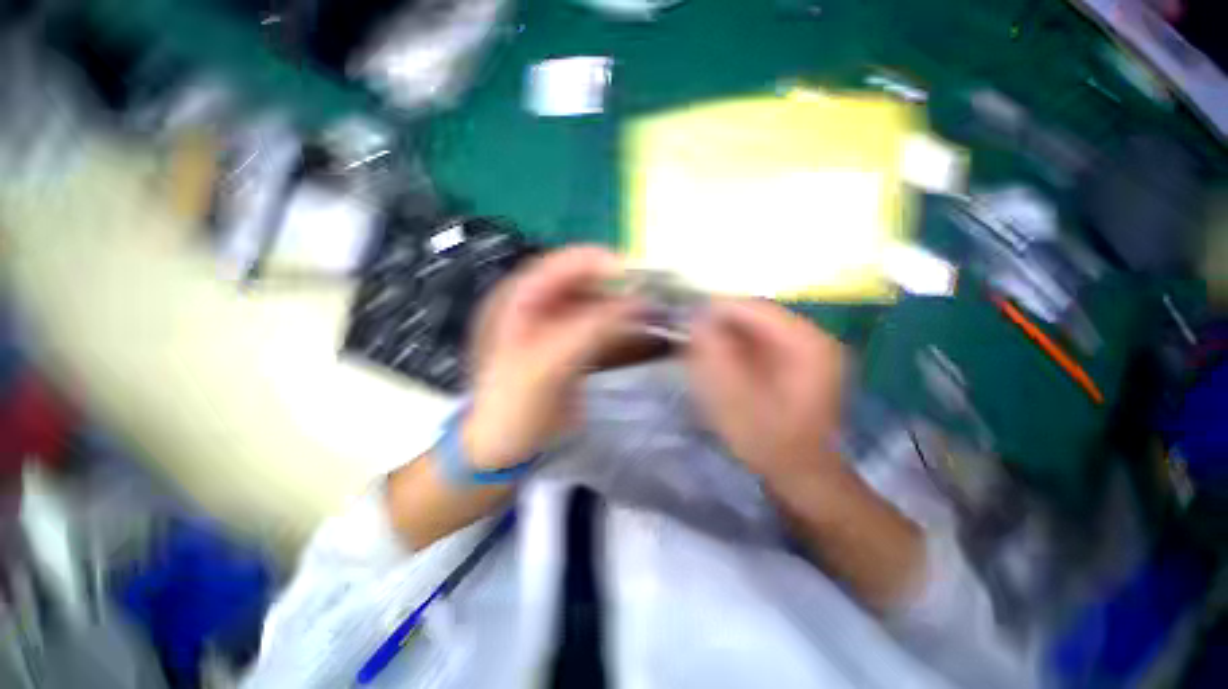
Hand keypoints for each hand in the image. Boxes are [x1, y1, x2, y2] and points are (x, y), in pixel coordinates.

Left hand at [462, 246, 636, 469]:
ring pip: (593, 302)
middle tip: (647, 293)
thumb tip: (634, 302)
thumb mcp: (547, 366)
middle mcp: (536, 304)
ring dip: (620, 305)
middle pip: (580, 281)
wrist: (505, 445)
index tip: (632, 273)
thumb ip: (588, 330)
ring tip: (648, 310)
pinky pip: (598, 325)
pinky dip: (618, 325)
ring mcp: (554, 324)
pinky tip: (637, 329)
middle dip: (614, 284)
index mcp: (517, 300)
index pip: (559, 264)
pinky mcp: (569, 343)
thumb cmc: (514, 405)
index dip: (596, 262)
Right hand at [687, 298, 846, 483]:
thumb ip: (714, 355)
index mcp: (806, 342)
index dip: (715, 312)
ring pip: (753, 330)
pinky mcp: (795, 364)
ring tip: (702, 357)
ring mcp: (805, 351)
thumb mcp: (734, 398)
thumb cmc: (769, 442)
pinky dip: (735, 351)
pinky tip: (720, 368)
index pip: (752, 307)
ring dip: (725, 340)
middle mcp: (811, 339)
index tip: (685, 325)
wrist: (802, 478)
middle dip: (719, 327)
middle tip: (691, 344)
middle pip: (754, 317)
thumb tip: (696, 320)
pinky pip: (758, 345)